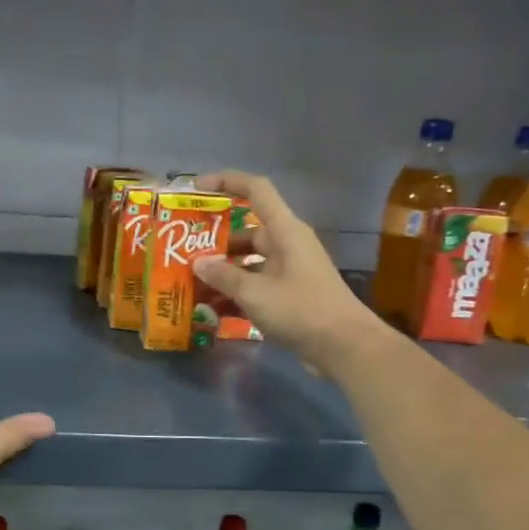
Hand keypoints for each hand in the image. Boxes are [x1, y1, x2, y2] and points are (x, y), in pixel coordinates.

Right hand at [192, 171, 383, 369]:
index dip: (226, 181)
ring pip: (247, 261)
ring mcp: (288, 270)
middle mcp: (286, 244)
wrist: (345, 348)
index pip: (256, 190)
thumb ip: (224, 276)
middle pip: (245, 231)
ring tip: (189, 283)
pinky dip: (234, 293)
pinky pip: (254, 284)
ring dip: (221, 271)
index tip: (196, 188)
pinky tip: (210, 309)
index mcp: (284, 231)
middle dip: (214, 241)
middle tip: (182, 252)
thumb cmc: (302, 310)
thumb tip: (198, 263)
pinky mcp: (288, 294)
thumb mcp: (255, 292)